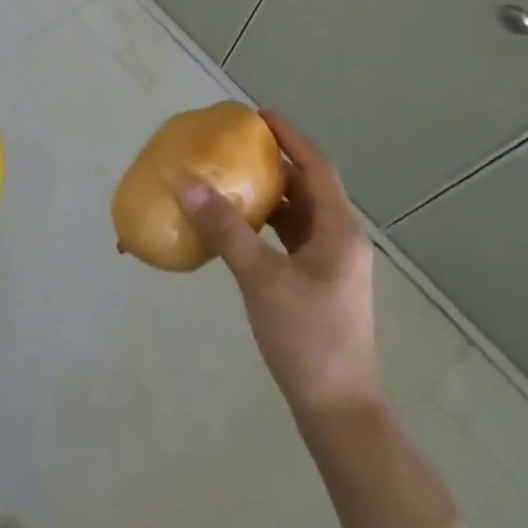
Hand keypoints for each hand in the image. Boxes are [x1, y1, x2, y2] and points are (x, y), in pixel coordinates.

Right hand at [178, 111, 383, 418]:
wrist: (339, 411)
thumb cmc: (308, 339)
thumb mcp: (262, 279)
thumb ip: (226, 229)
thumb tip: (187, 182)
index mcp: (339, 230)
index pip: (316, 166)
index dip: (289, 136)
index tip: (257, 115)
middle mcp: (341, 240)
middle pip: (308, 186)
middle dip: (275, 162)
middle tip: (236, 145)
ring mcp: (332, 264)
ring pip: (300, 214)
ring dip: (271, 193)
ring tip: (232, 178)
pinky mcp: (319, 284)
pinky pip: (292, 238)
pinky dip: (268, 224)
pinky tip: (240, 228)